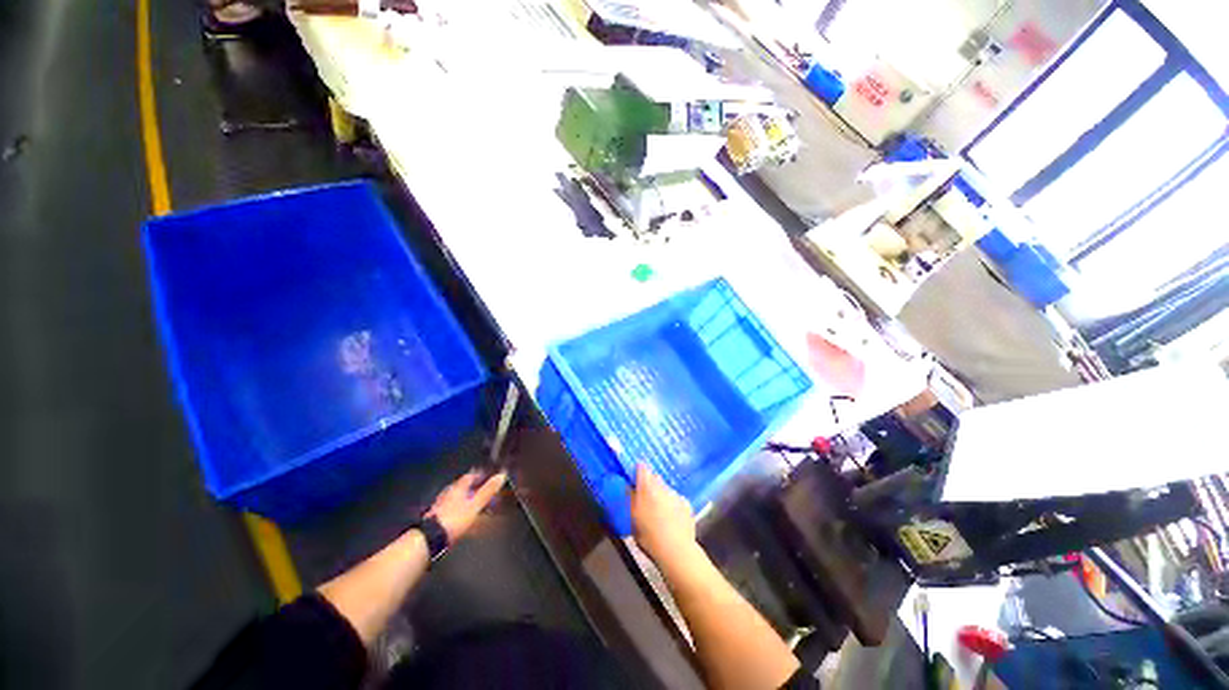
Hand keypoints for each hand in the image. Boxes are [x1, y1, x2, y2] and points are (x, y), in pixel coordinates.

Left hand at [426, 469, 506, 542]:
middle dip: (474, 488)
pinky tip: (465, 519)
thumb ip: (488, 490)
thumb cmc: (454, 519)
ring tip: (477, 506)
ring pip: (458, 499)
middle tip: (485, 492)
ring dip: (467, 501)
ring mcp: (441, 507)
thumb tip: (502, 475)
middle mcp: (449, 494)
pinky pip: (453, 511)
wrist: (430, 539)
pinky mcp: (438, 519)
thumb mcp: (475, 504)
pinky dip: (461, 512)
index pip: (470, 476)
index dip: (480, 474)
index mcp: (457, 488)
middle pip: (463, 487)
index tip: (489, 476)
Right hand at [629, 463, 696, 565]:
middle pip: (655, 478)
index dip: (638, 471)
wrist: (676, 551)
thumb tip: (629, 487)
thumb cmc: (648, 536)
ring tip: (660, 513)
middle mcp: (662, 487)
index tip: (635, 478)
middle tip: (645, 499)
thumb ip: (631, 499)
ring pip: (666, 489)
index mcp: (646, 488)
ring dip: (662, 495)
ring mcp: (676, 495)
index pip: (642, 468)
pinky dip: (673, 505)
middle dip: (650, 484)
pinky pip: (677, 499)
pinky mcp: (687, 504)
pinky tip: (672, 519)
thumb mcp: (633, 518)